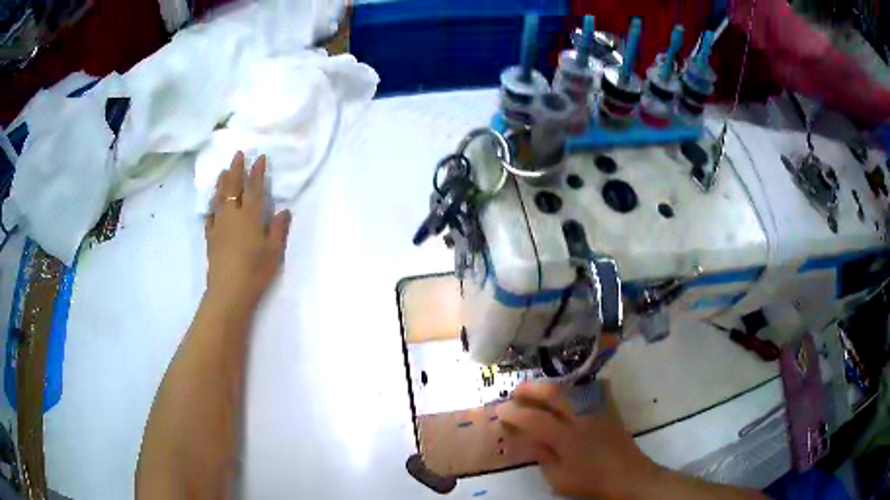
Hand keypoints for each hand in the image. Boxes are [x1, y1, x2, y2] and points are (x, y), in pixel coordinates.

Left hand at [205, 152, 290, 309]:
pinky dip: (211, 208)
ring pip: (219, 199)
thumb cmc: (255, 271)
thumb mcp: (274, 251)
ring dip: (221, 183)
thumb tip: (284, 210)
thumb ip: (279, 229)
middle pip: (233, 187)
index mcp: (250, 216)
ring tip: (222, 171)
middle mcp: (233, 216)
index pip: (254, 188)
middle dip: (236, 169)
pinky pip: (210, 217)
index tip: (259, 157)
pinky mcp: (211, 238)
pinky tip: (212, 206)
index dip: (257, 172)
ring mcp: (219, 226)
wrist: (228, 292)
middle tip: (237, 154)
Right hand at [497, 382, 660, 499]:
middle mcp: (581, 418)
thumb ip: (542, 456)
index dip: (514, 413)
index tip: (501, 411)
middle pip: (554, 394)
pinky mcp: (609, 412)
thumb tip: (526, 438)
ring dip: (550, 386)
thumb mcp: (559, 478)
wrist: (630, 477)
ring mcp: (597, 412)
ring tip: (536, 391)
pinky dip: (577, 388)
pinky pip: (592, 391)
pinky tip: (571, 390)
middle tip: (516, 391)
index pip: (533, 418)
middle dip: (531, 389)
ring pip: (571, 389)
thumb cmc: (591, 482)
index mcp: (565, 437)